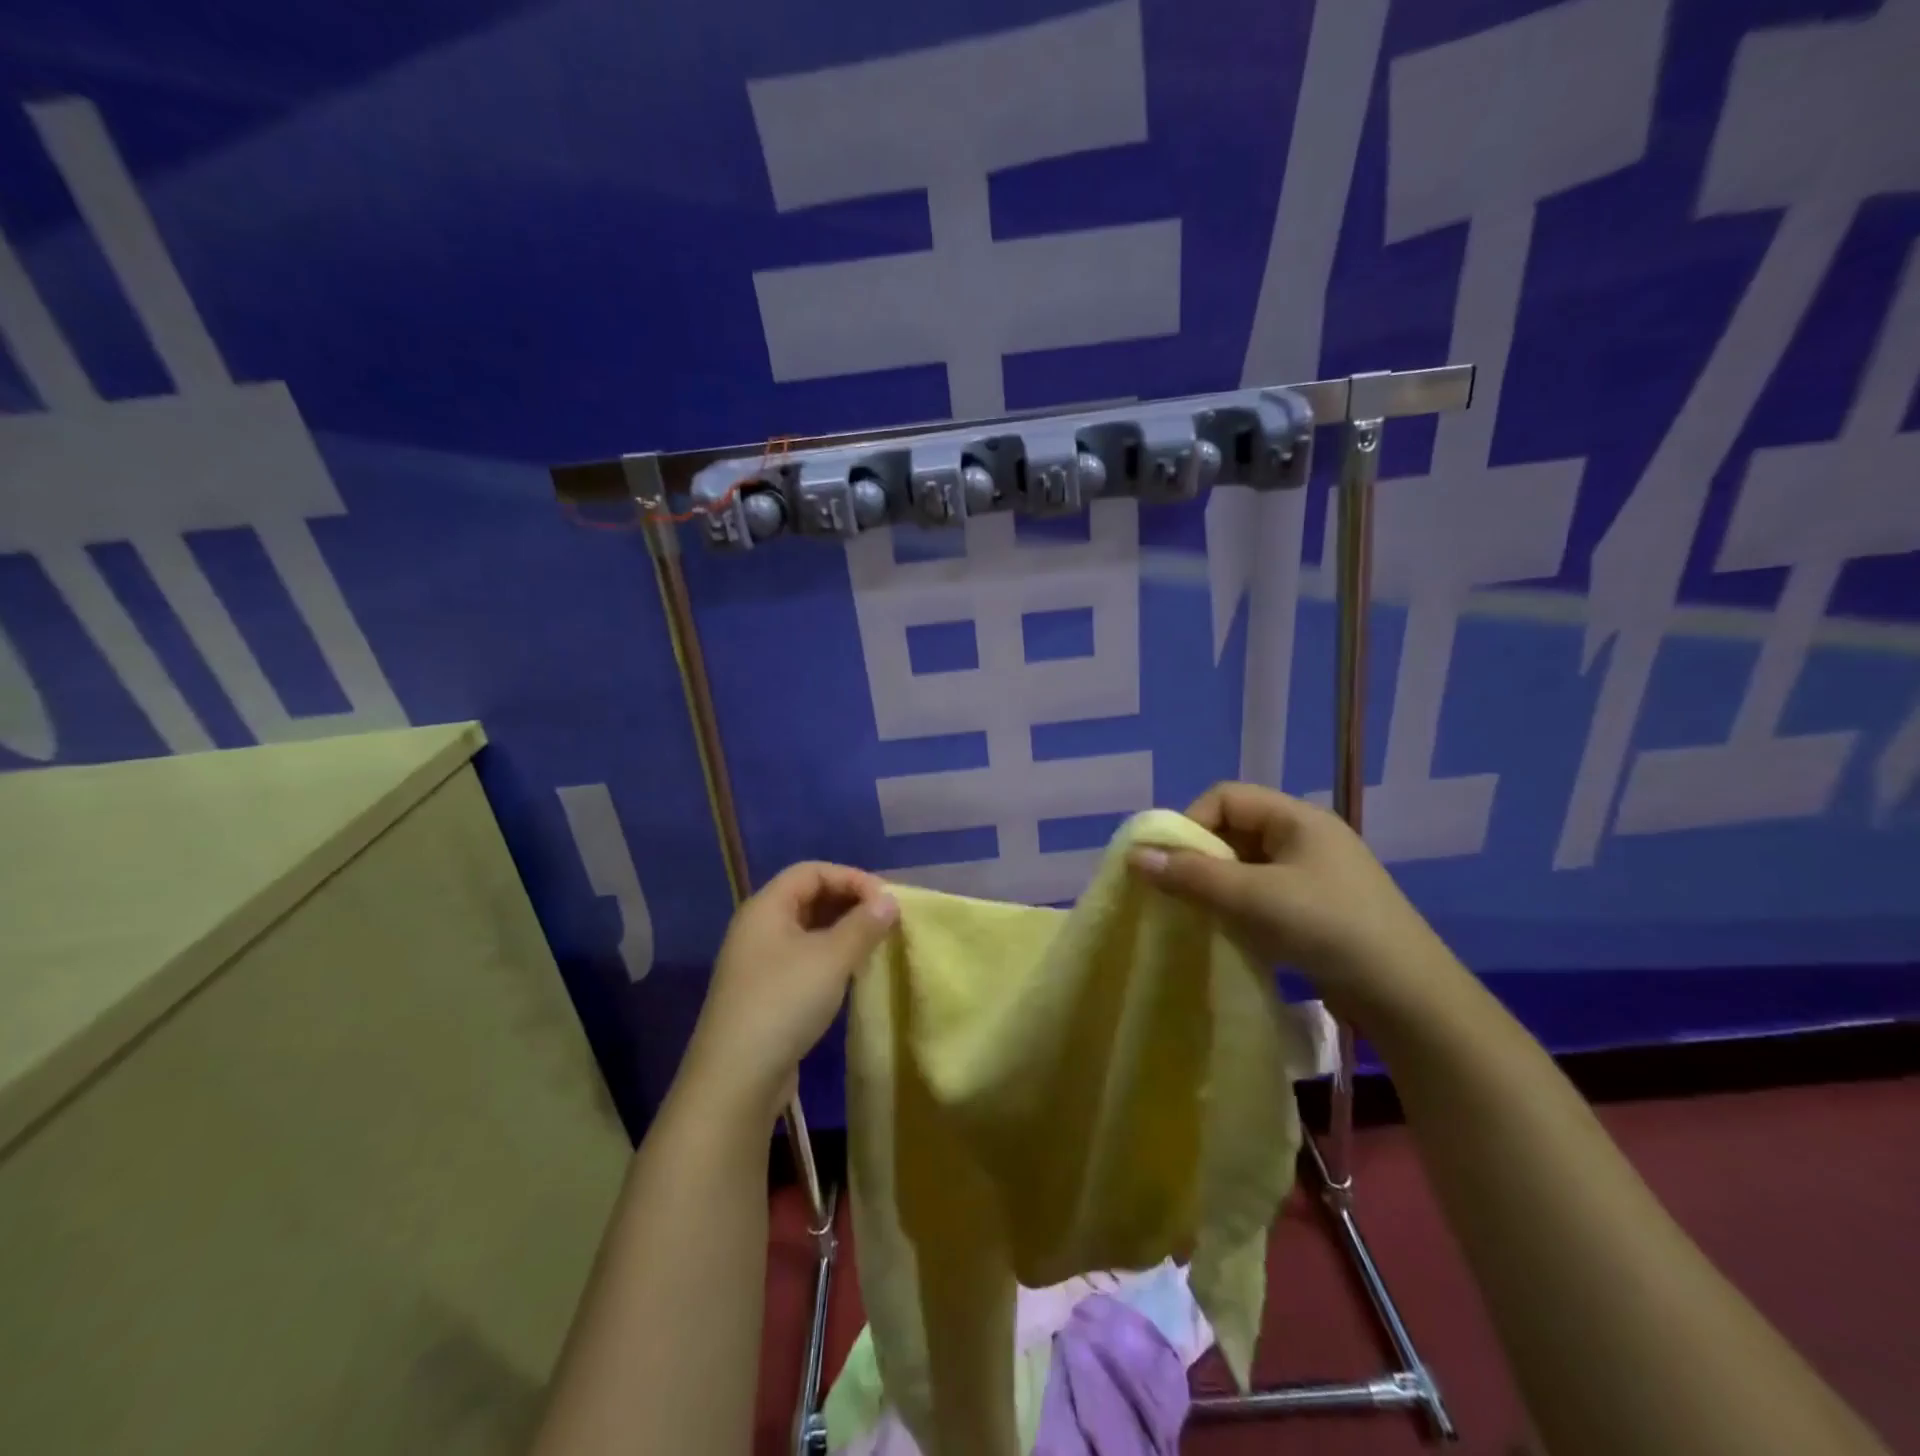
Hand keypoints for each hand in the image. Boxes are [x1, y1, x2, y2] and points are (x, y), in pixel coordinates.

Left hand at [682, 862, 898, 1122]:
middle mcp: (758, 927)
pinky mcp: (764, 993)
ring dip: (842, 931)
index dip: (851, 877)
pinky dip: (830, 957)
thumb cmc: (784, 1002)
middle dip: (849, 903)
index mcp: (766, 907)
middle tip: (885, 921)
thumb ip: (864, 925)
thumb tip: (889, 900)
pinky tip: (851, 974)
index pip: (812, 871)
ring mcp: (758, 962)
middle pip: (808, 897)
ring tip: (875, 945)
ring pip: (807, 930)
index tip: (885, 900)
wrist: (735, 1078)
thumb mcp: (831, 958)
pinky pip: (802, 958)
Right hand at [1127, 782, 1447, 1021]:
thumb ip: (1191, 875)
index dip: (1191, 822)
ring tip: (1202, 913)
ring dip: (1219, 884)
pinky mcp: (1319, 908)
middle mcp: (1306, 836)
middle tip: (1180, 890)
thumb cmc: (1327, 928)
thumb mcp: (1253, 898)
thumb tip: (1133, 857)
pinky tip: (1233, 931)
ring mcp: (1316, 874)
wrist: (1408, 997)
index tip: (1172, 862)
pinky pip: (1264, 891)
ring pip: (1247, 863)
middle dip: (1201, 856)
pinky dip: (1240, 904)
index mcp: (1298, 818)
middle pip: (1235, 828)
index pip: (1225, 796)